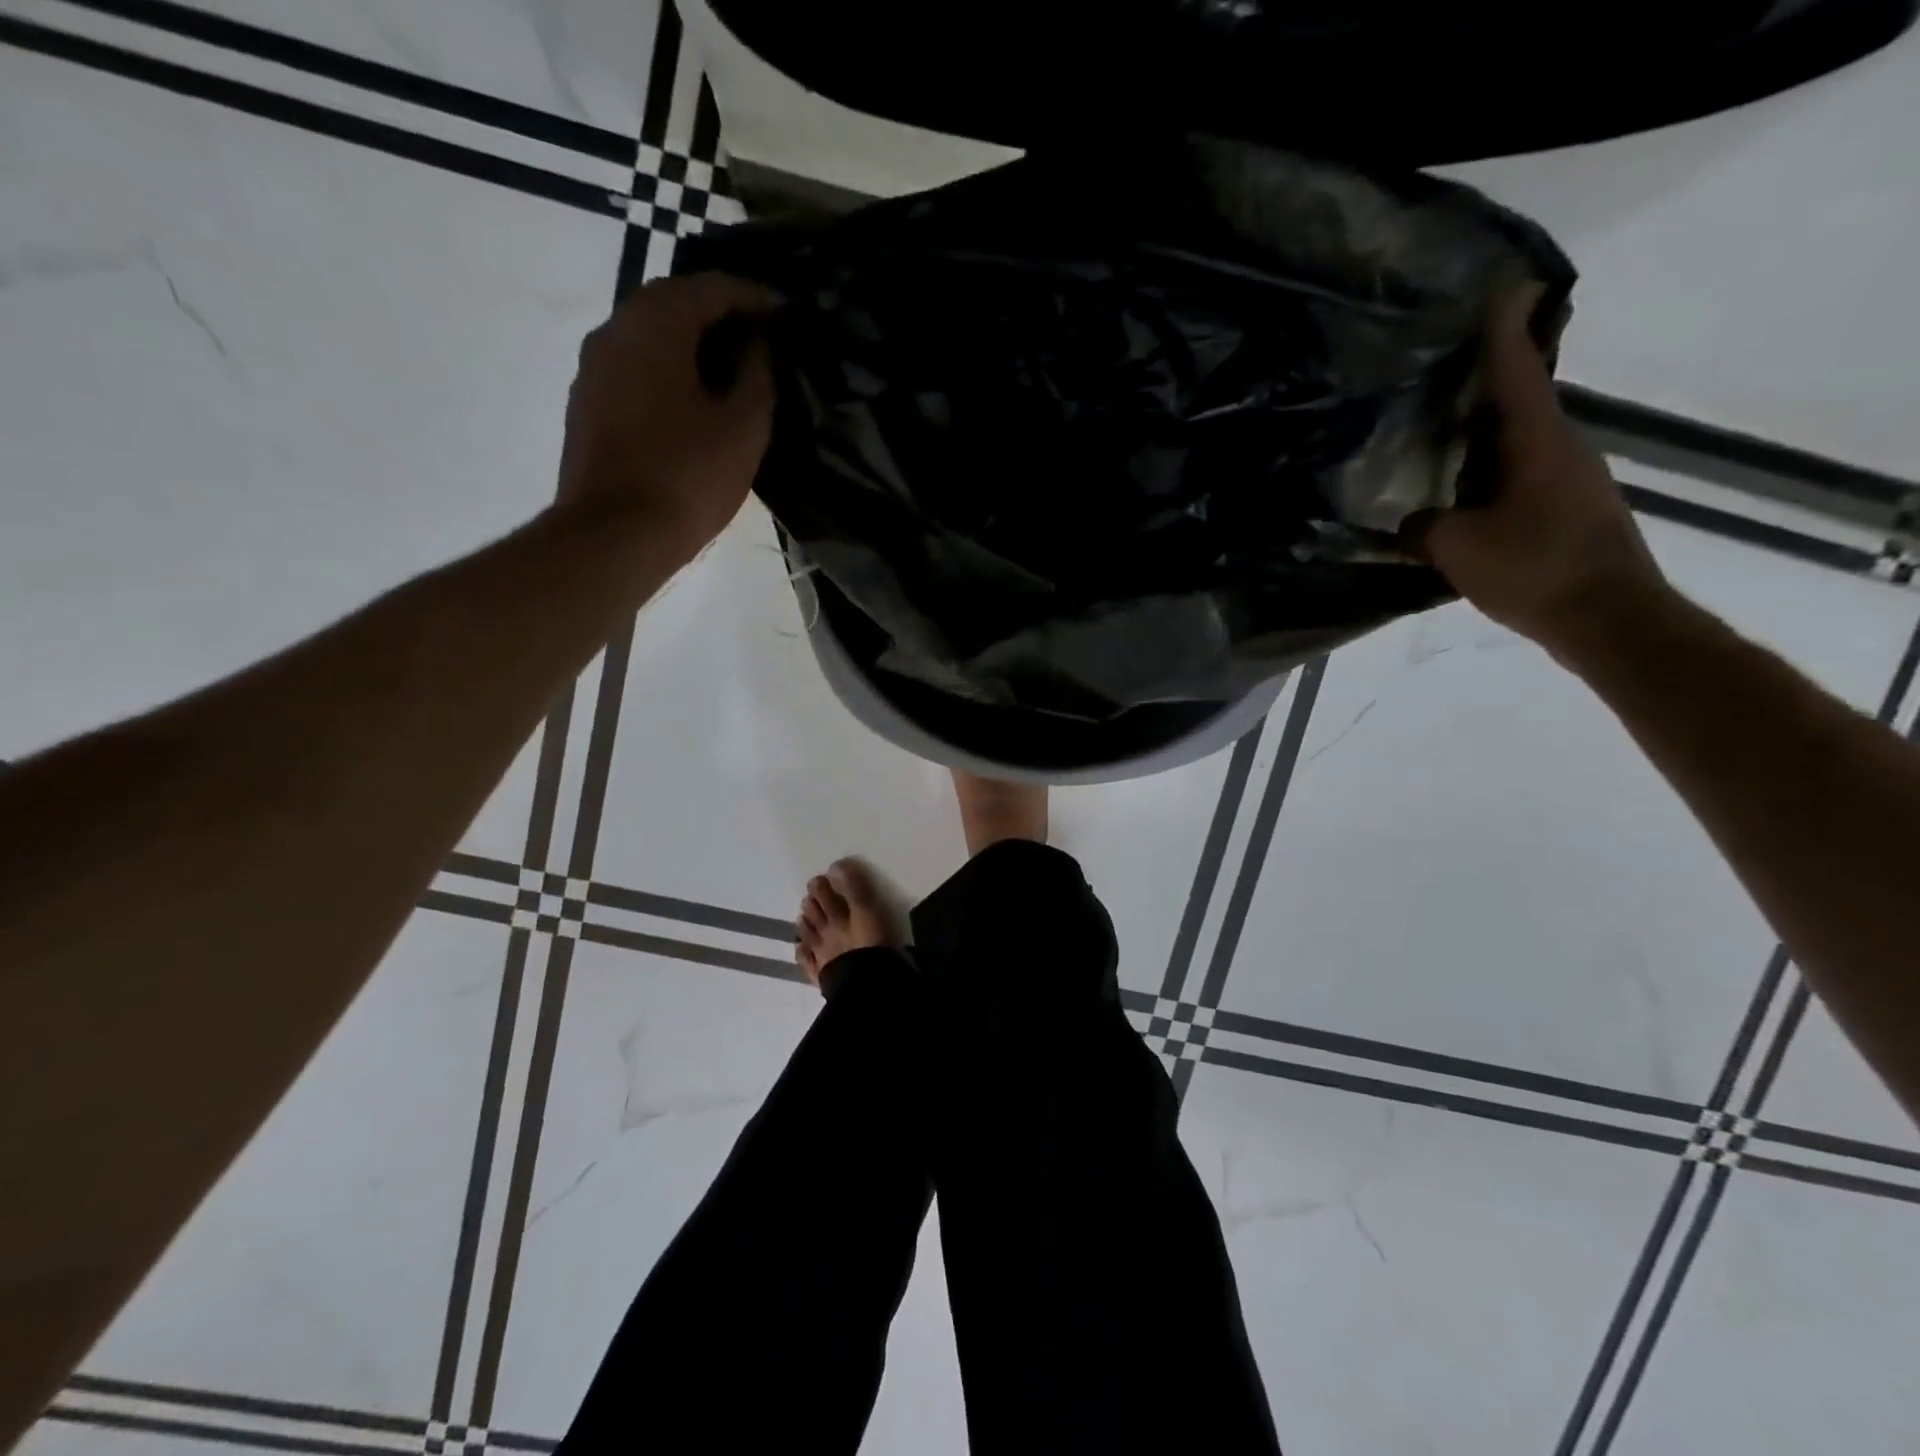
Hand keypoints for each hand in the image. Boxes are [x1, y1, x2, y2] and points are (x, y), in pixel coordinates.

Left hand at [555, 272, 777, 563]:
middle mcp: (614, 331)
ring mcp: (593, 370)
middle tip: (761, 340)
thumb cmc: (687, 477)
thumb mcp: (744, 427)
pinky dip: (668, 371)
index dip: (754, 296)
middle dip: (720, 316)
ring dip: (691, 345)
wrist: (614, 537)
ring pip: (650, 337)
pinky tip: (694, 402)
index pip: (710, 287)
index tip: (786, 314)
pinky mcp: (587, 406)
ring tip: (732, 372)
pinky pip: (635, 369)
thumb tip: (759, 347)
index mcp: (654, 325)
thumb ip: (759, 376)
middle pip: (673, 304)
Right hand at [1422, 285, 1670, 661]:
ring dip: (1484, 435)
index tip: (1502, 286)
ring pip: (1518, 443)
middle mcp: (1560, 449)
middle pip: (1518, 402)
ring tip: (1440, 435)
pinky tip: (1461, 494)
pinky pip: (1521, 476)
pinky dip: (1490, 473)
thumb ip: (1422, 528)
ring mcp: (1571, 481)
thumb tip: (1410, 522)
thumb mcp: (1457, 548)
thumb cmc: (1534, 569)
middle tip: (1441, 370)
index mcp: (1536, 442)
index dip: (1504, 330)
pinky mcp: (1569, 511)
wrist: (1609, 618)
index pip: (1516, 371)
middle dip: (1484, 383)